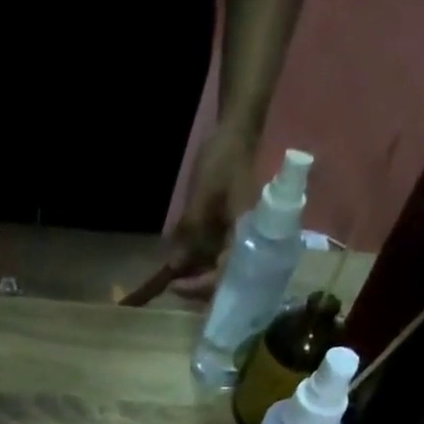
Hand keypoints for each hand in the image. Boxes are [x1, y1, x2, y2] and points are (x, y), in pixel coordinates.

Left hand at [167, 123, 260, 298]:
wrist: (236, 135)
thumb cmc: (223, 160)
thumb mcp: (203, 194)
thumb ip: (191, 230)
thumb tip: (176, 266)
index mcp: (249, 234)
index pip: (226, 275)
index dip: (200, 286)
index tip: (176, 285)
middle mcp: (250, 243)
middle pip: (225, 281)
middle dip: (198, 288)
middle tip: (173, 286)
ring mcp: (242, 240)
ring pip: (221, 273)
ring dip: (198, 279)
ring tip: (176, 280)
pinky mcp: (233, 236)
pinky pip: (218, 259)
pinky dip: (201, 267)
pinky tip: (183, 267)